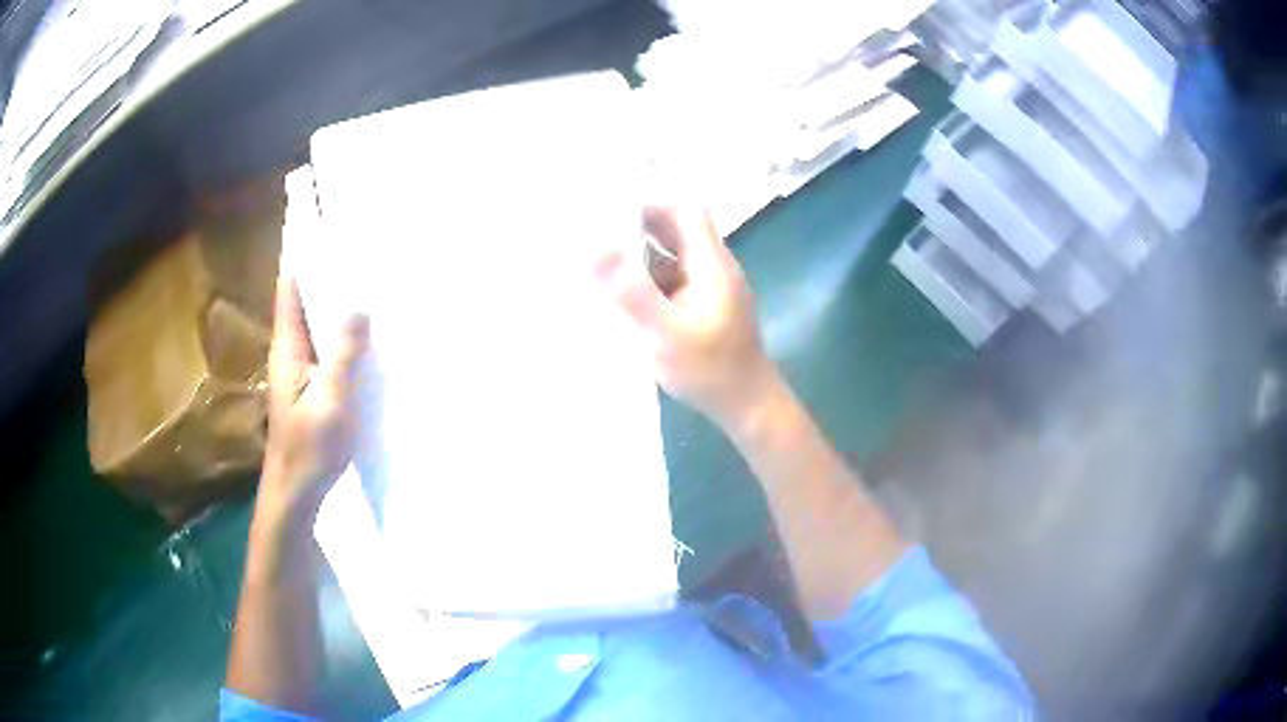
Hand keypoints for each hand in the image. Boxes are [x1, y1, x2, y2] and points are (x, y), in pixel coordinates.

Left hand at [261, 275, 368, 521]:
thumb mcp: (331, 399)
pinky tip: (367, 340)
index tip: (331, 237)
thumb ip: (343, 353)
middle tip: (365, 258)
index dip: (306, 260)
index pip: (290, 291)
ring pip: (318, 329)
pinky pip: (327, 352)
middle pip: (305, 305)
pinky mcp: (310, 390)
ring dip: (338, 311)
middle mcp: (290, 353)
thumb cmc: (310, 448)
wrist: (296, 493)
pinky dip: (343, 339)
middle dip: (330, 281)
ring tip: (371, 290)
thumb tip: (359, 306)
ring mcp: (299, 373)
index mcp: (288, 348)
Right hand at [594, 207, 778, 428]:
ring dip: (643, 258)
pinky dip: (651, 282)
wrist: (748, 406)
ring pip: (675, 258)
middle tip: (597, 235)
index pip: (686, 211)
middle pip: (679, 232)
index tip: (611, 212)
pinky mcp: (707, 308)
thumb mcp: (665, 333)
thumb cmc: (709, 370)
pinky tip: (625, 298)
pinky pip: (676, 282)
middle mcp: (714, 268)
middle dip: (640, 230)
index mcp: (711, 264)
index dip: (651, 205)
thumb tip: (595, 248)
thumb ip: (632, 293)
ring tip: (602, 263)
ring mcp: (712, 289)